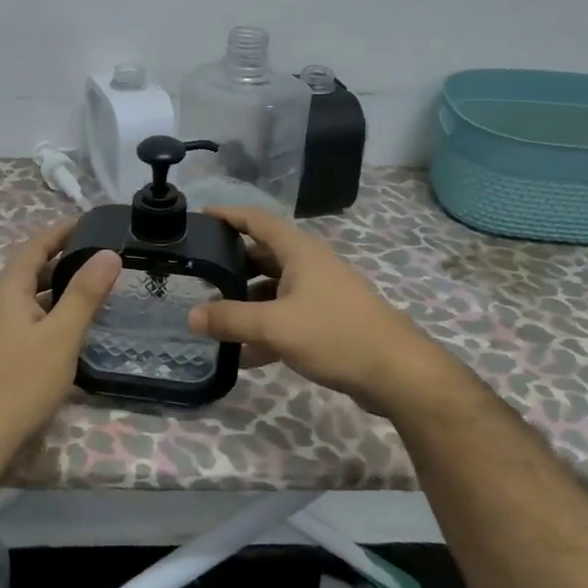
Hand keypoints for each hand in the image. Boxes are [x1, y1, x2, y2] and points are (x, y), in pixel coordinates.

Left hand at [0, 222, 121, 460]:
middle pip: (34, 270)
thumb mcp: (61, 334)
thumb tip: (109, 253)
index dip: (62, 230)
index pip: (36, 246)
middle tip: (105, 254)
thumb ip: (85, 294)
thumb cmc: (21, 380)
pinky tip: (78, 326)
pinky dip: (57, 312)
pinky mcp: (5, 353)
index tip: (92, 221)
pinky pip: (34, 319)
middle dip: (67, 258)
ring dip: (63, 287)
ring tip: (99, 285)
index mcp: (9, 290)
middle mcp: (1, 304)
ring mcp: (0, 330)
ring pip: (35, 297)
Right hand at [184, 205, 439, 412]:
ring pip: (273, 290)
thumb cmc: (334, 334)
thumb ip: (230, 319)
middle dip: (232, 264)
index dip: (229, 215)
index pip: (258, 220)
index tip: (200, 216)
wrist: (395, 372)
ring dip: (246, 301)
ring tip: (213, 317)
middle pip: (263, 256)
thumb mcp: (275, 326)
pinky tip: (242, 354)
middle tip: (198, 275)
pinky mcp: (327, 323)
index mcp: (299, 252)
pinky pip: (286, 318)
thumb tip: (192, 315)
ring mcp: (320, 295)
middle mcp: (309, 266)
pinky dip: (264, 330)